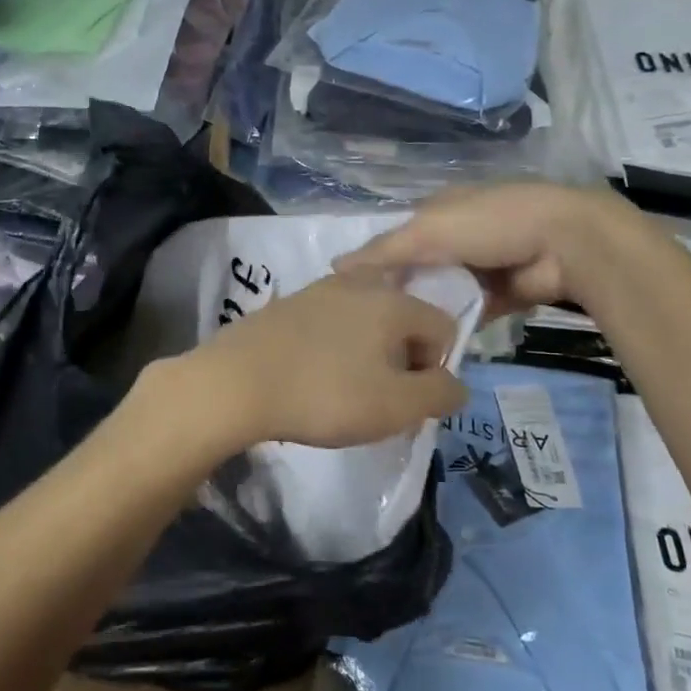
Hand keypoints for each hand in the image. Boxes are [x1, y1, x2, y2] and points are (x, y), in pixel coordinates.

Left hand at [178, 271, 468, 450]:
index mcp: (392, 301)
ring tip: (344, 391)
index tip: (408, 400)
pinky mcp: (285, 305)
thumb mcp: (396, 406)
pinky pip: (327, 324)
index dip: (436, 368)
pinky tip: (312, 377)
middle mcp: (358, 284)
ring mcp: (316, 290)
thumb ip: (439, 394)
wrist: (236, 383)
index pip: (442, 326)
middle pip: (402, 319)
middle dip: (401, 358)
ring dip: (366, 353)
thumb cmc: (325, 394)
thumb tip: (454, 383)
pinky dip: (332, 347)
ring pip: (363, 320)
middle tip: (379, 397)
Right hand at [338, 183, 645, 316]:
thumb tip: (334, 268)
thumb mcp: (428, 231)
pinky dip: (454, 325)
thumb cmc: (491, 223)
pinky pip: (469, 312)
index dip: (376, 263)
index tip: (353, 295)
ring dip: (427, 311)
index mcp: (440, 209)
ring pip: (443, 292)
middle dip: (401, 291)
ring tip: (395, 342)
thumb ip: (383, 251)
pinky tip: (430, 347)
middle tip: (371, 326)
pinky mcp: (502, 295)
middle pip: (419, 267)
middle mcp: (458, 235)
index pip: (397, 238)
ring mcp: (482, 266)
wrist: (566, 243)